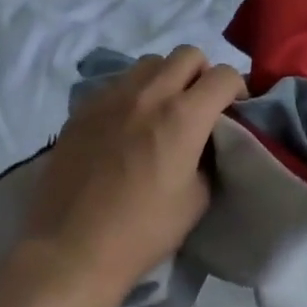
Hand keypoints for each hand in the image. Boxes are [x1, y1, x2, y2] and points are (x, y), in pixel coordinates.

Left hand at [21, 47, 244, 301]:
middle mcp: (149, 94)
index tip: (234, 109)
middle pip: (188, 54)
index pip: (224, 75)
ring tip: (161, 110)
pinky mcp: (83, 108)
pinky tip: (126, 125)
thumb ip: (210, 156)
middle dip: (202, 74)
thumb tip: (209, 139)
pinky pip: (117, 83)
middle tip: (199, 105)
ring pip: (150, 63)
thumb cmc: (142, 232)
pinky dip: (132, 94)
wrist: (69, 252)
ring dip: (166, 78)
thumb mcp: (197, 200)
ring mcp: (111, 97)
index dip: (237, 88)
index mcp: (183, 116)